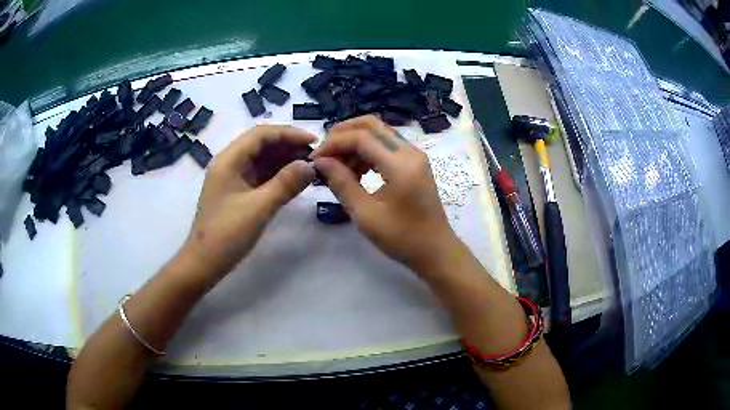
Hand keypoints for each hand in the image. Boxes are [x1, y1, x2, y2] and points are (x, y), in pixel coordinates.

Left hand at [184, 125, 315, 277]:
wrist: (204, 263)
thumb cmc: (227, 234)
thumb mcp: (259, 207)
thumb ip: (286, 183)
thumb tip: (310, 166)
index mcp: (229, 160)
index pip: (261, 134)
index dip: (288, 133)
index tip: (313, 142)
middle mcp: (230, 164)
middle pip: (262, 145)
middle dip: (288, 147)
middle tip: (315, 157)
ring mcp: (234, 179)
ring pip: (262, 161)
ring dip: (285, 161)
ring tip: (310, 167)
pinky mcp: (238, 193)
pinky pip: (261, 177)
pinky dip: (278, 176)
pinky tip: (295, 181)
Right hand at [311, 115, 457, 273]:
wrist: (435, 251)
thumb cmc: (402, 238)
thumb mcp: (366, 215)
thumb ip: (342, 184)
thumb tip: (320, 161)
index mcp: (400, 165)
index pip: (361, 137)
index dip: (334, 143)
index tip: (314, 159)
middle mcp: (410, 152)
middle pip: (371, 125)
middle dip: (343, 134)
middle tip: (324, 154)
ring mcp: (414, 156)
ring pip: (378, 133)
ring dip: (354, 143)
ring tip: (337, 167)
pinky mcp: (414, 164)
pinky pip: (386, 146)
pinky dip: (367, 152)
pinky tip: (355, 172)